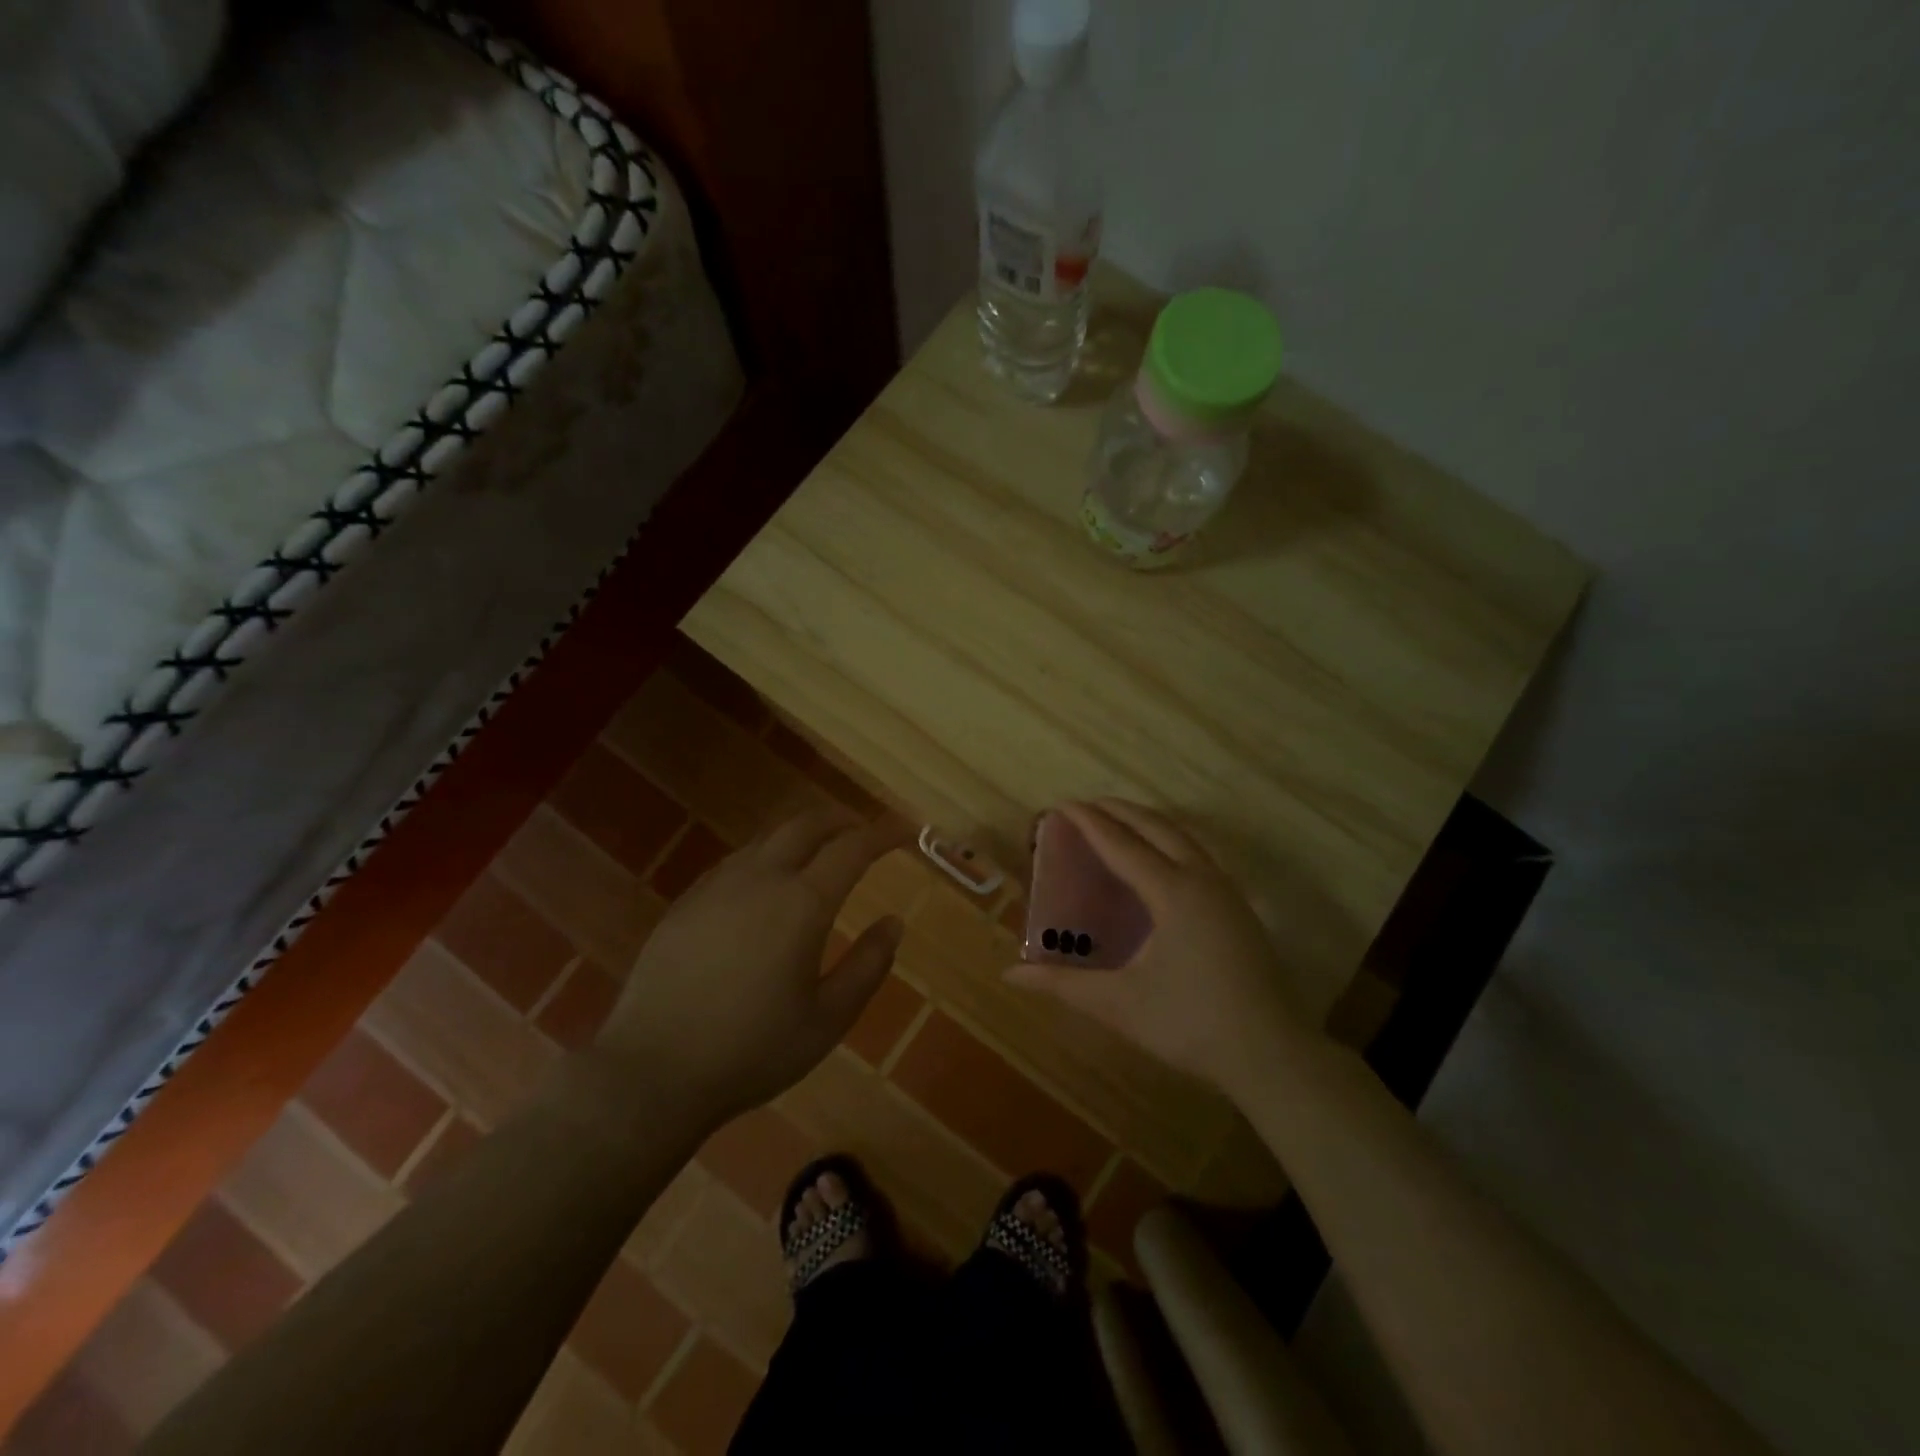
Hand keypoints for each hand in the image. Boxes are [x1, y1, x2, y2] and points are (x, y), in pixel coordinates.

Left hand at [596, 807, 906, 1120]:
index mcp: (802, 903)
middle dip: (840, 819)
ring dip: (800, 835)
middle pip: (805, 825)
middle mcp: (760, 879)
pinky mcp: (685, 903)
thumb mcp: (827, 1020)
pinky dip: (765, 857)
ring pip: (766, 839)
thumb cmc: (752, 1051)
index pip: (852, 848)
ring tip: (818, 854)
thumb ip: (867, 966)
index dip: (882, 834)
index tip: (904, 831)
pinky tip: (764, 885)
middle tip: (861, 830)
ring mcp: (716, 887)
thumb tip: (893, 923)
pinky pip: (735, 862)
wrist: (652, 1072)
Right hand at [1005, 799, 1308, 1096]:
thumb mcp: (1119, 1004)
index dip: (1089, 823)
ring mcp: (1227, 893)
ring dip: (1148, 823)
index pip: (1122, 845)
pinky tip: (1160, 861)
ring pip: (1184, 838)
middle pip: (1158, 827)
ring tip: (1119, 822)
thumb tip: (1010, 975)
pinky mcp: (1239, 910)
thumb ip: (1063, 984)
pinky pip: (1199, 856)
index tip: (1062, 804)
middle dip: (1119, 811)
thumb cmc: (1190, 1024)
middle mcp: (1202, 880)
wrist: (1272, 1054)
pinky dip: (1170, 842)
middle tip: (1085, 806)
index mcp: (1173, 893)